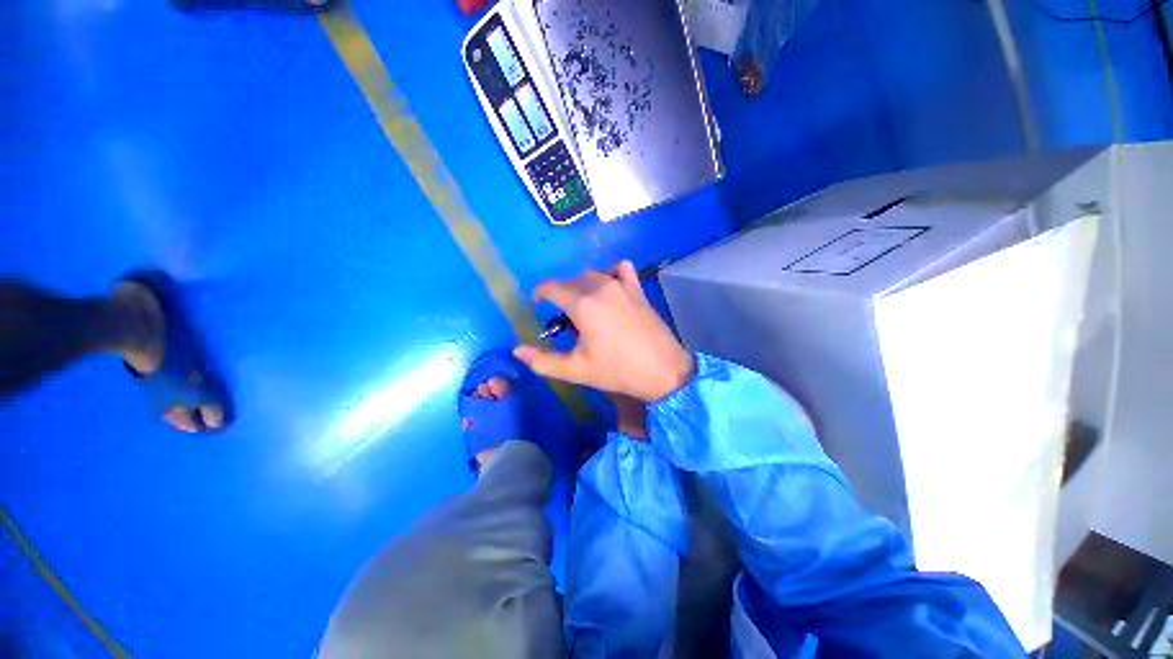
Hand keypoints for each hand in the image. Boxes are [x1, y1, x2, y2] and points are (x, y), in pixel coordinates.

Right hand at [514, 261, 694, 401]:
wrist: (662, 370)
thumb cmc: (616, 370)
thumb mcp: (575, 370)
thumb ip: (542, 361)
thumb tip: (517, 351)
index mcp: (582, 304)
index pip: (551, 287)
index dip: (539, 294)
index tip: (537, 305)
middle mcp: (600, 286)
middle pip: (570, 282)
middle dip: (561, 296)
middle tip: (564, 319)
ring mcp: (621, 285)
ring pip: (592, 275)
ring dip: (582, 286)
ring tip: (585, 307)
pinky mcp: (637, 289)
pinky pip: (621, 269)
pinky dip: (611, 273)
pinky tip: (611, 289)